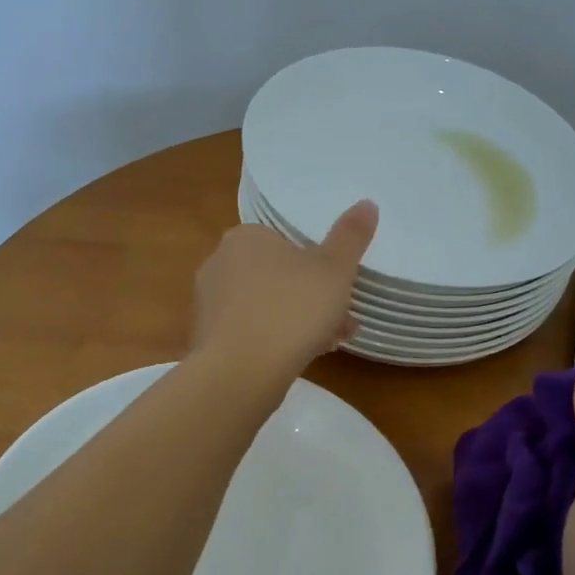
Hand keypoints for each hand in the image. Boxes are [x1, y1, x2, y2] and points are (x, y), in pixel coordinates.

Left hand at [191, 200, 377, 383]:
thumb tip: (367, 203)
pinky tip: (297, 360)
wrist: (241, 372)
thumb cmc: (292, 310)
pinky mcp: (206, 338)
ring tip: (328, 345)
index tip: (342, 291)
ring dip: (297, 322)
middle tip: (341, 322)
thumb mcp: (334, 270)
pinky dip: (273, 341)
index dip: (319, 267)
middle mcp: (219, 262)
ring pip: (266, 306)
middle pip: (278, 276)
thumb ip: (351, 236)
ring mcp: (209, 302)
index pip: (286, 243)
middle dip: (311, 299)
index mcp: (245, 237)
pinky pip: (250, 332)